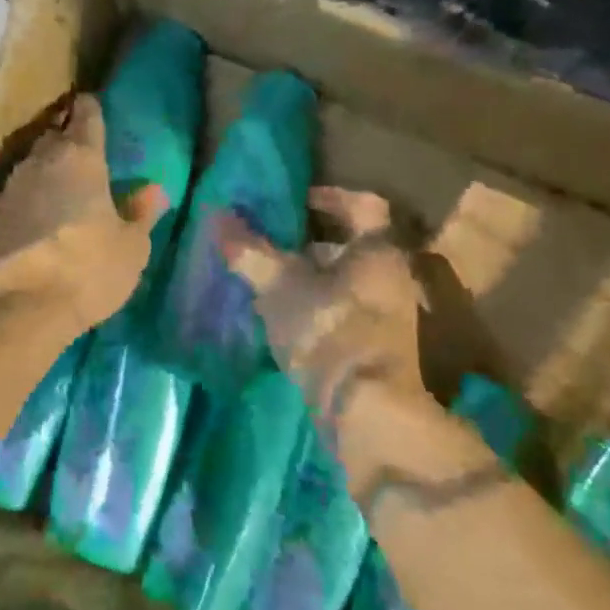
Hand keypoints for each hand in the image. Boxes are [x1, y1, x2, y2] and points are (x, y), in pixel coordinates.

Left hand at [0, 94, 167, 332]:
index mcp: (81, 156)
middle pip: (55, 136)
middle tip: (85, 151)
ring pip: (34, 164)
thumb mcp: (131, 246)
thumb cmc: (89, 266)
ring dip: (48, 169)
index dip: (91, 109)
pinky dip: (33, 196)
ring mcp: (13, 186)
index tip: (94, 106)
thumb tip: (153, 190)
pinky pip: (20, 192)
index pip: (86, 115)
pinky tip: (43, 214)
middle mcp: (42, 161)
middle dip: (68, 138)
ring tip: (65, 184)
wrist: (19, 305)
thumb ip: (141, 213)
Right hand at [216, 187, 489, 487]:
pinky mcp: (377, 349)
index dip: (331, 197)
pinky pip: (344, 312)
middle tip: (273, 242)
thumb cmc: (328, 330)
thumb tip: (217, 215)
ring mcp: (389, 316)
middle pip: (353, 247)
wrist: (367, 412)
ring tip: (268, 281)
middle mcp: (392, 278)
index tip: (299, 201)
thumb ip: (250, 250)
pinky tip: (282, 318)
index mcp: (378, 251)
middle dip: (311, 243)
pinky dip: (316, 306)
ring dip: (310, 278)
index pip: (364, 206)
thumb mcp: (279, 286)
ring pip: (346, 282)